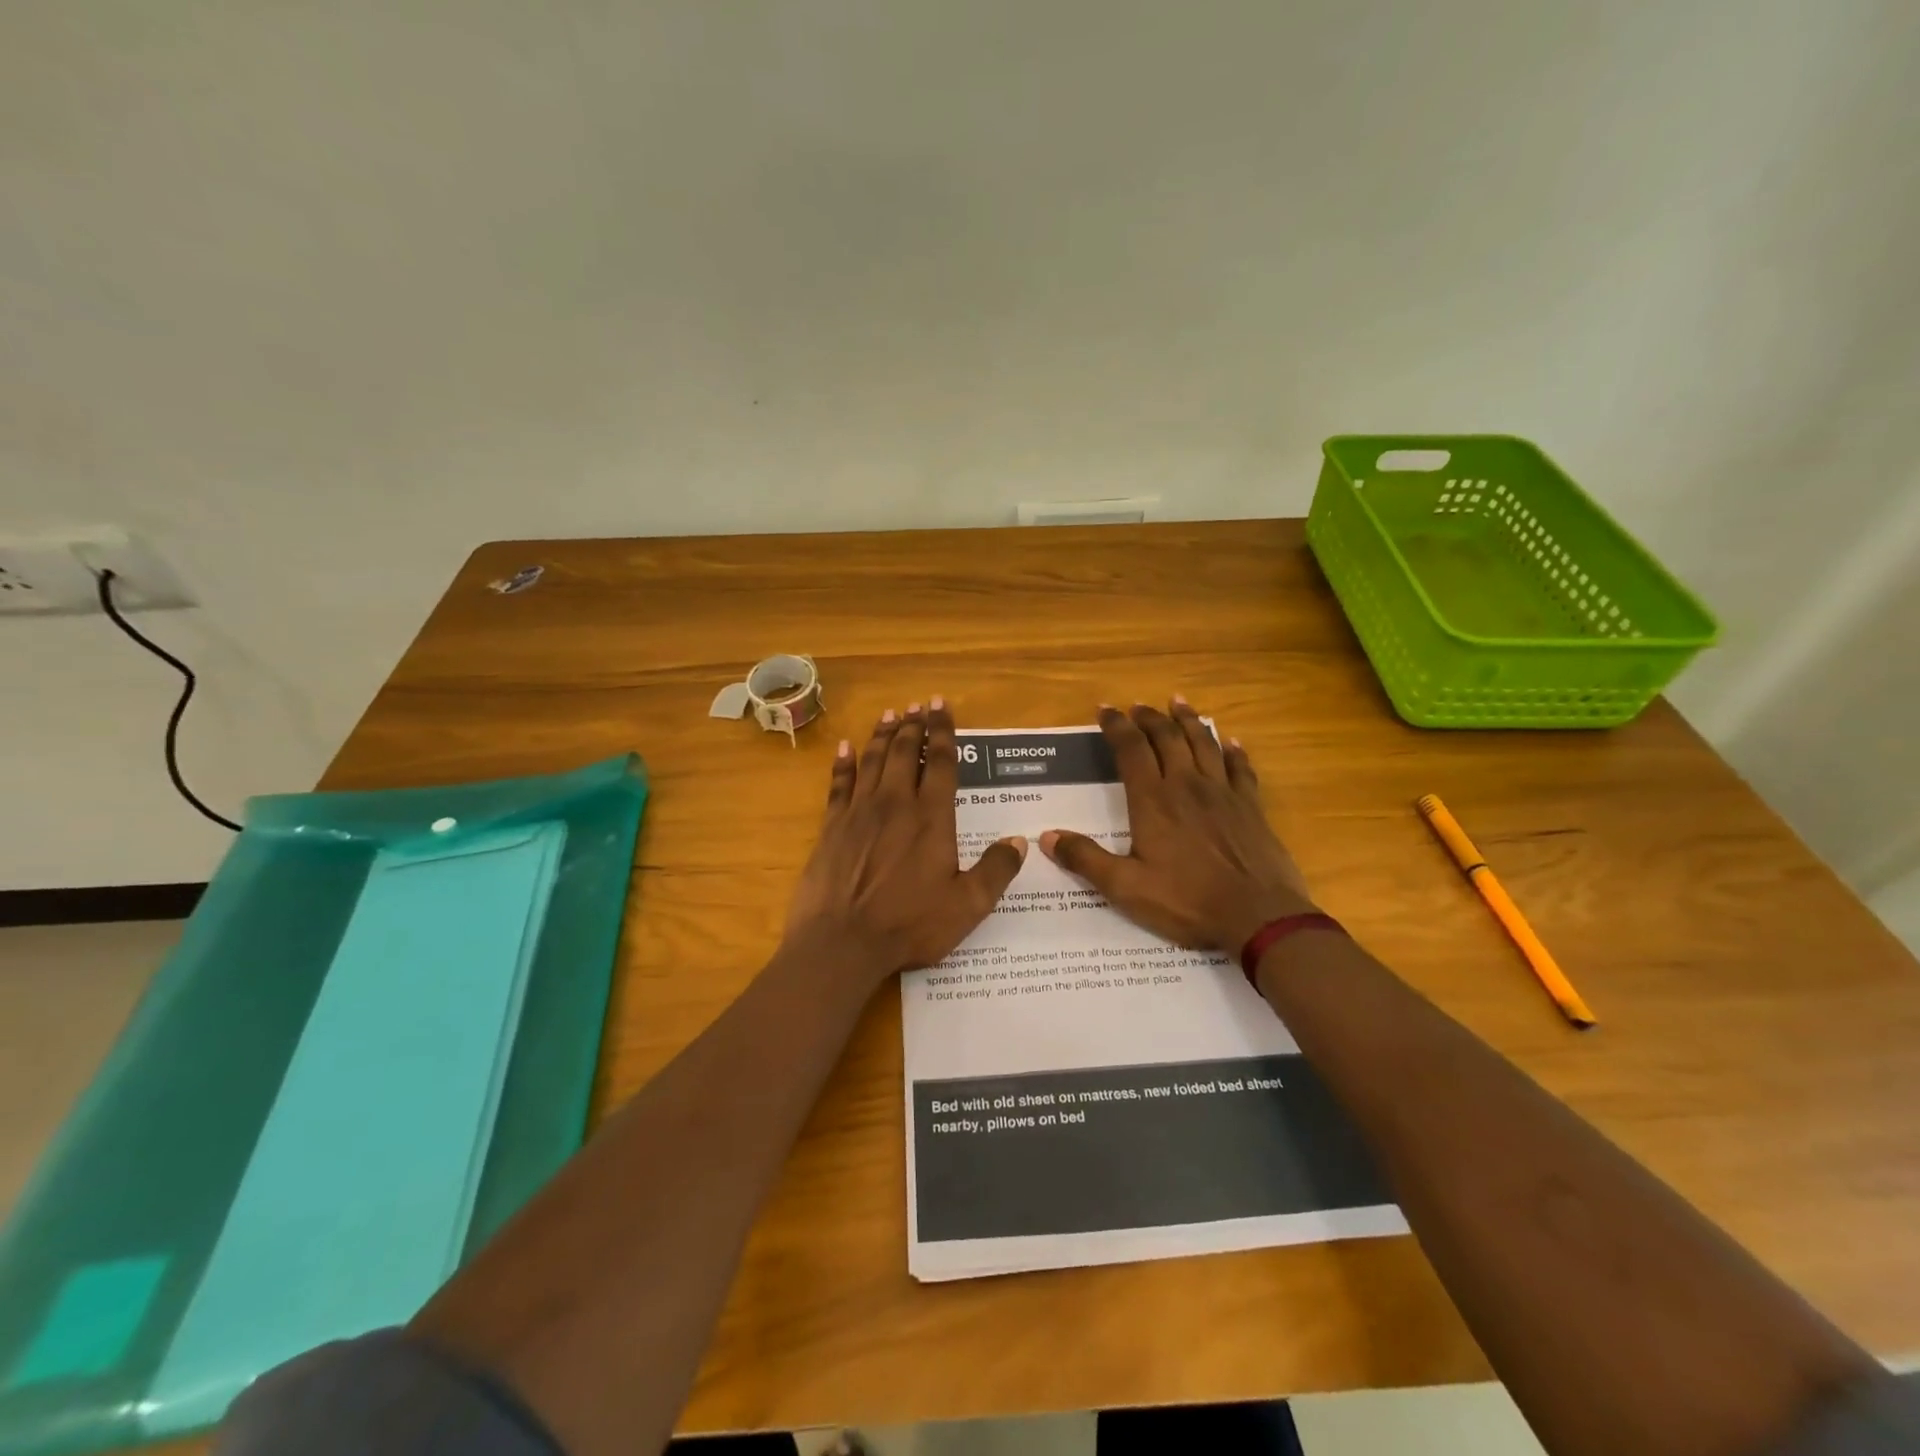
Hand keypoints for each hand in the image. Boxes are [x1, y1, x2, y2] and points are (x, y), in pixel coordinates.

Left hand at [785, 698, 1028, 983]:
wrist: (841, 942)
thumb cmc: (909, 924)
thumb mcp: (967, 906)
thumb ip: (996, 871)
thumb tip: (1020, 841)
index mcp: (931, 817)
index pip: (940, 762)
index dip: (942, 731)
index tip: (941, 705)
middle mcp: (895, 803)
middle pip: (903, 752)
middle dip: (913, 725)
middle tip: (917, 704)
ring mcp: (859, 812)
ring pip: (872, 760)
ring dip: (882, 734)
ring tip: (890, 714)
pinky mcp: (831, 826)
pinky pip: (839, 784)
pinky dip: (844, 763)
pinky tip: (846, 747)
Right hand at [1039, 699, 1314, 954]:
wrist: (1258, 917)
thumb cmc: (1186, 902)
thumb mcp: (1126, 888)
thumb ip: (1086, 860)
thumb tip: (1047, 837)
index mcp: (1153, 801)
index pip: (1131, 749)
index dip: (1116, 726)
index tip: (1104, 710)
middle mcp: (1187, 786)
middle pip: (1167, 738)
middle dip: (1149, 718)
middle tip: (1138, 706)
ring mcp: (1223, 793)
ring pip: (1204, 743)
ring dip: (1188, 720)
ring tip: (1178, 703)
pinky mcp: (1251, 807)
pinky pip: (1240, 768)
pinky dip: (1233, 751)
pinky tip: (1231, 741)